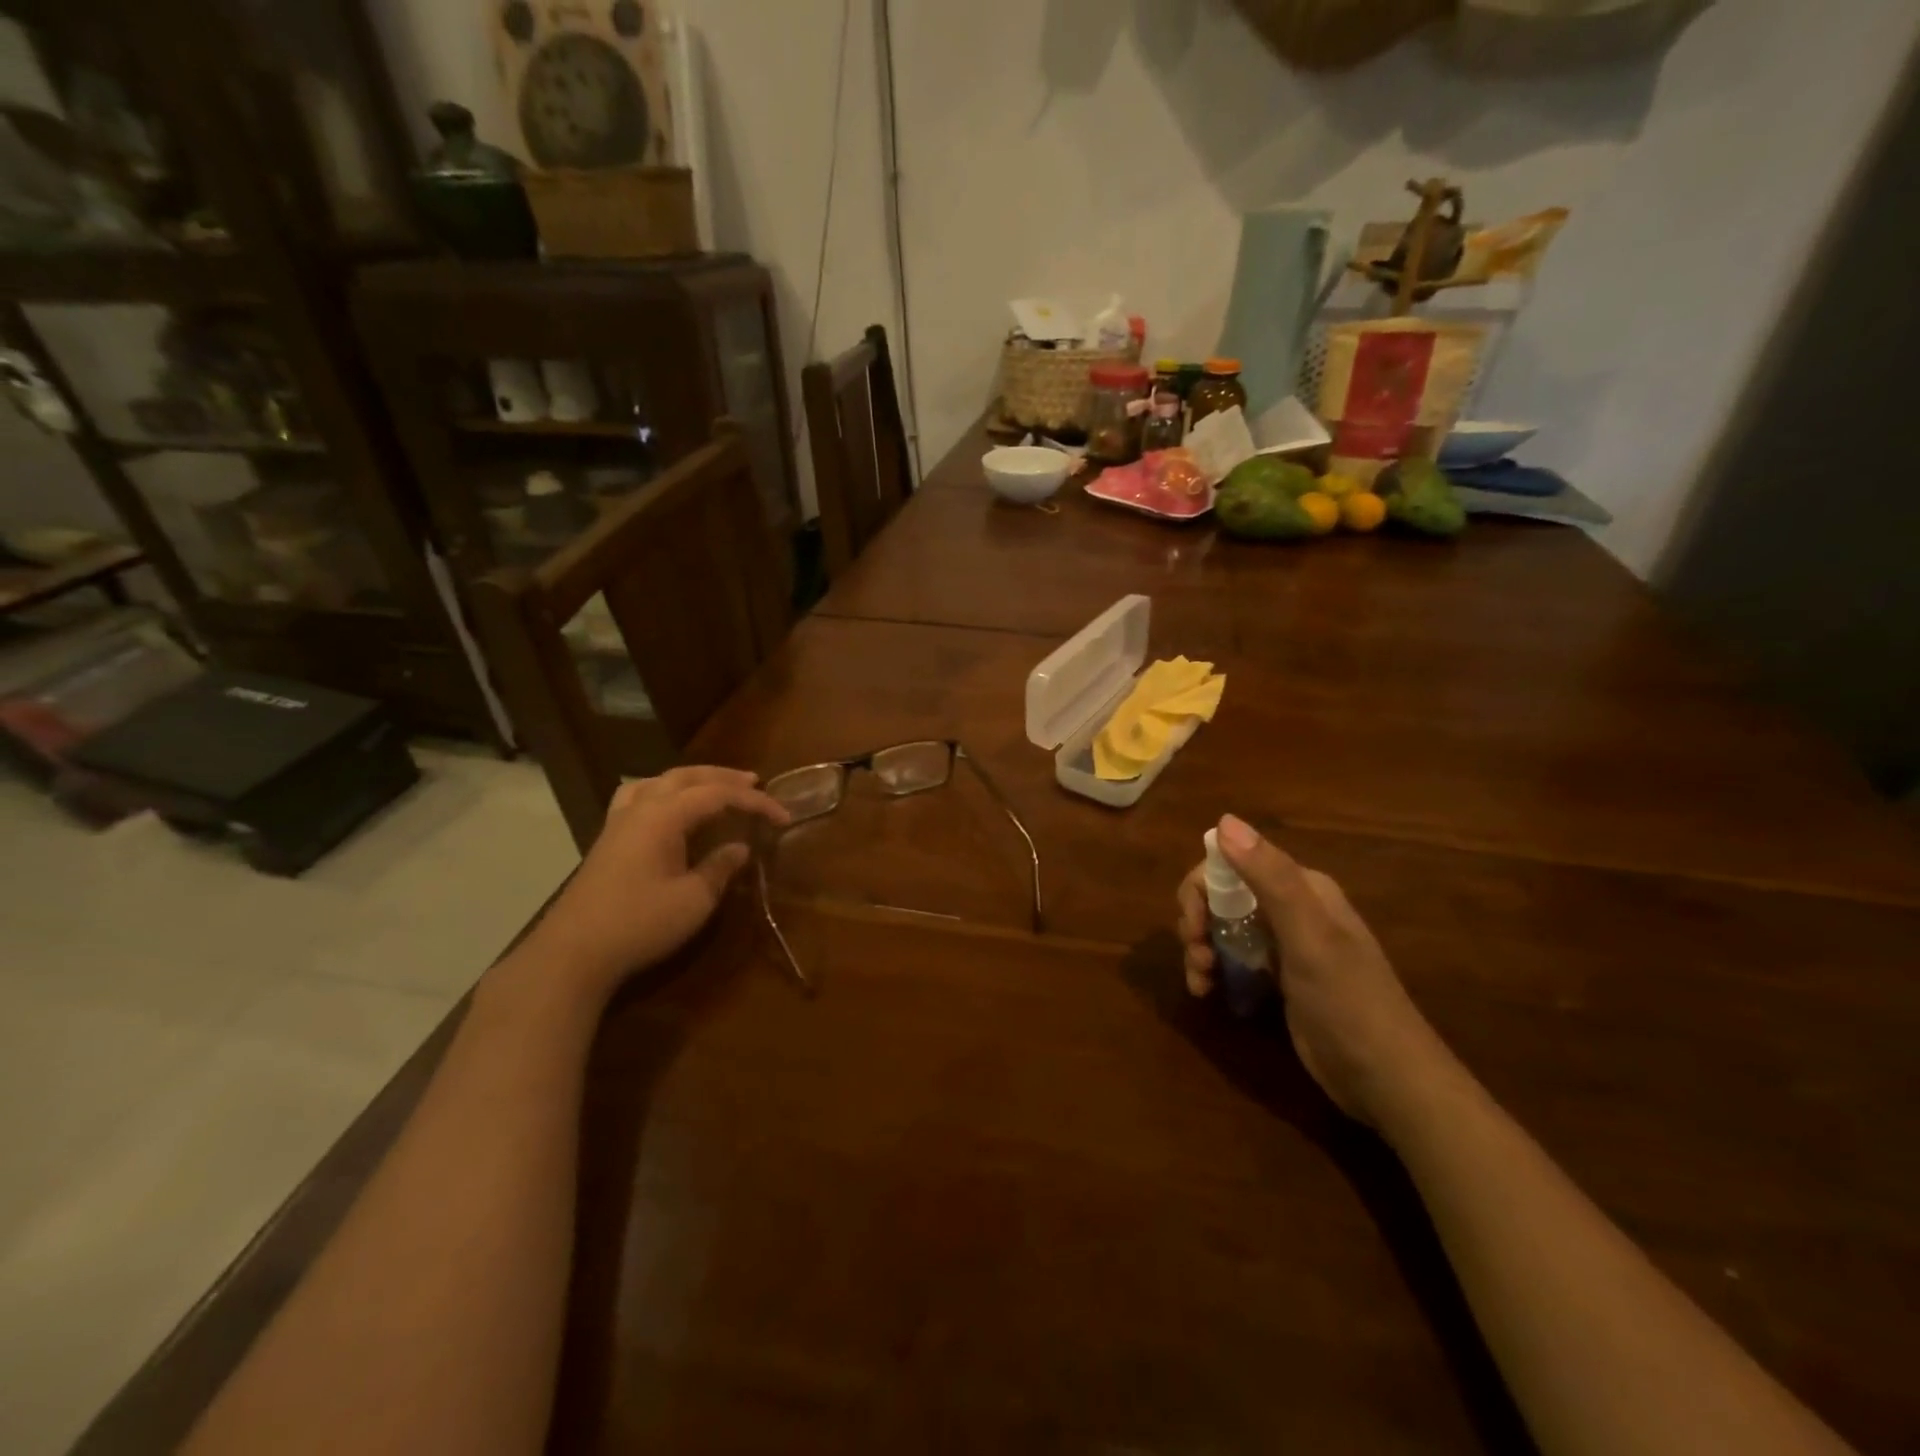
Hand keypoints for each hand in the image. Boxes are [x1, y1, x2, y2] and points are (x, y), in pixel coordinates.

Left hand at [531, 766, 789, 994]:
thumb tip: (739, 848)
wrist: (573, 952)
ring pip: (658, 781)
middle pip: (687, 777)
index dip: (755, 802)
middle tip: (754, 783)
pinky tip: (667, 808)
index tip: (783, 817)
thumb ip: (720, 868)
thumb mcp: (694, 900)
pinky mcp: (608, 840)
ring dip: (691, 780)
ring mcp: (619, 822)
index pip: (718, 795)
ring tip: (712, 787)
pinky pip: (638, 796)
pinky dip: (662, 792)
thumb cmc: (640, 923)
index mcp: (664, 816)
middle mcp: (640, 808)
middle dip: (724, 778)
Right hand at [1177, 814, 1450, 1125]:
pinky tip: (1207, 991)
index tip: (1193, 924)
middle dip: (1197, 920)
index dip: (1202, 887)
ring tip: (1200, 980)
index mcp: (1302, 888)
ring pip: (1223, 927)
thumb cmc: (1348, 1001)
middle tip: (1195, 955)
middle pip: (1222, 895)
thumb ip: (1269, 877)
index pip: (1233, 863)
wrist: (1388, 1081)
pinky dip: (1213, 970)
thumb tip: (1224, 820)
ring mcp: (1285, 945)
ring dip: (1200, 947)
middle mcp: (1292, 909)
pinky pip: (1233, 959)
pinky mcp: (1279, 979)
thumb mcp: (1308, 936)